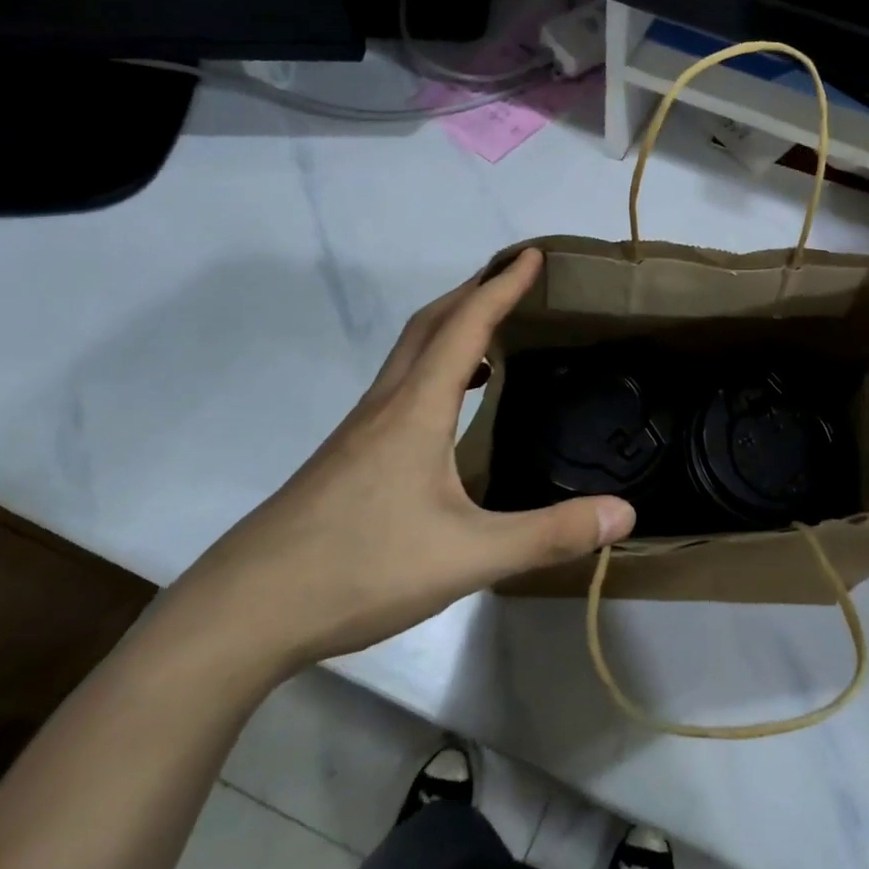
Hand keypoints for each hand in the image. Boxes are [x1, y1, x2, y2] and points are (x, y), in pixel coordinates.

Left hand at [174, 249, 634, 674]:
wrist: (244, 612)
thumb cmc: (360, 568)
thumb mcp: (468, 556)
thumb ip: (548, 534)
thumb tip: (624, 512)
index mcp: (416, 409)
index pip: (466, 327)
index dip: (502, 286)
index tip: (533, 255)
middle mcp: (385, 405)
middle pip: (429, 324)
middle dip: (473, 290)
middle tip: (513, 277)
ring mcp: (358, 431)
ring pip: (409, 354)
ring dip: (450, 327)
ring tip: (491, 332)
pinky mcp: (345, 457)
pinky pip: (399, 387)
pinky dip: (433, 368)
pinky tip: (449, 409)